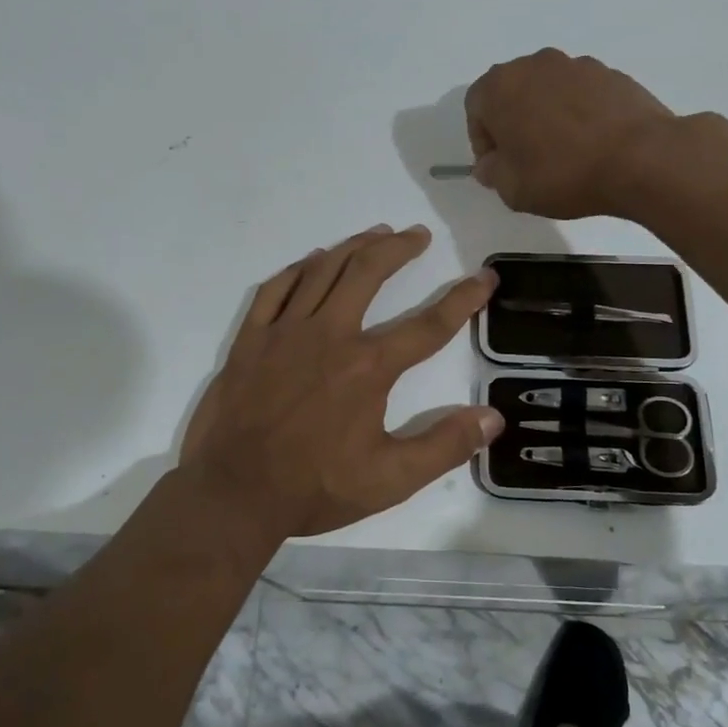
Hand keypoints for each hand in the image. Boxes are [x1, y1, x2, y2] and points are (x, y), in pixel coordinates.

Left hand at [178, 225, 503, 538]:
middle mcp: (329, 335)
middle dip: (399, 249)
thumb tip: (493, 417)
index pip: (428, 324)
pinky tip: (313, 260)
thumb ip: (445, 446)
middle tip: (418, 235)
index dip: (463, 299)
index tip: (484, 278)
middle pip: (369, 273)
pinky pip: (276, 288)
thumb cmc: (315, 486)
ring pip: (324, 270)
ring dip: (354, 246)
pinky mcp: (252, 338)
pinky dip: (299, 269)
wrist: (234, 493)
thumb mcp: (391, 479)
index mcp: (368, 366)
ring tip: (376, 233)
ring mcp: (285, 332)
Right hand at [465, 49, 688, 218]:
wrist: (641, 158)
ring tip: (564, 152)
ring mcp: (577, 65)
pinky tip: (593, 144)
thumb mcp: (512, 188)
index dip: (482, 139)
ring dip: (547, 115)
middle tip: (527, 158)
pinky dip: (579, 113)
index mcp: (501, 86)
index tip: (498, 165)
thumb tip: (490, 164)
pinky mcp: (612, 74)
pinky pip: (582, 94)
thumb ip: (491, 172)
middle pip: (512, 92)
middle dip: (513, 122)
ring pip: (548, 90)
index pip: (476, 107)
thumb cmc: (563, 173)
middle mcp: (535, 65)